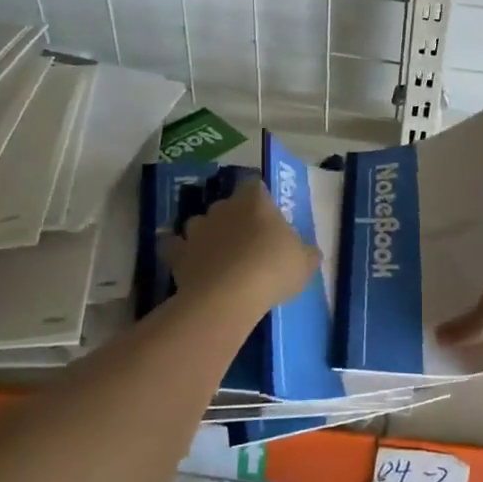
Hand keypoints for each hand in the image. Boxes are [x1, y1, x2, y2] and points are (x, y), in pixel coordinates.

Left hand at [165, 179, 319, 312]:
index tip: (265, 213)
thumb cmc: (273, 270)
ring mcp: (197, 229)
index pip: (255, 185)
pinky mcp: (177, 253)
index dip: (259, 197)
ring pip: (199, 223)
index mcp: (256, 202)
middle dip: (233, 218)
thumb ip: (306, 253)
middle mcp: (224, 208)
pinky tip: (187, 263)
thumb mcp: (305, 263)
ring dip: (206, 234)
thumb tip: (308, 253)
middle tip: (245, 240)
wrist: (228, 296)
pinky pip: (174, 247)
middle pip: (226, 204)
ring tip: (216, 255)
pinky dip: (178, 252)